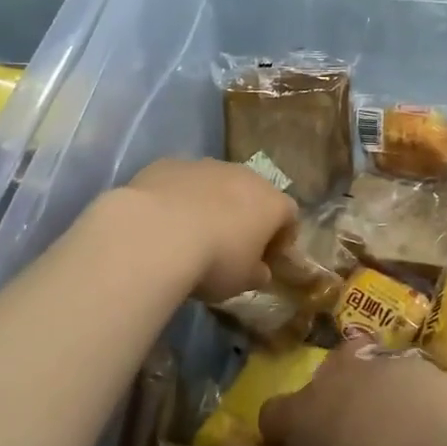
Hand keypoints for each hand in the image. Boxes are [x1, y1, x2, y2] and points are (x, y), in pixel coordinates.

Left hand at [123, 158, 296, 302]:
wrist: (156, 233)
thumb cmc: (213, 261)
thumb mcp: (242, 282)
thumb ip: (257, 273)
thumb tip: (260, 270)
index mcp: (272, 203)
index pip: (290, 216)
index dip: (281, 238)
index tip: (267, 259)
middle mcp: (245, 176)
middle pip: (254, 193)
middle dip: (246, 215)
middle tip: (230, 245)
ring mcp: (207, 165)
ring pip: (217, 183)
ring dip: (212, 203)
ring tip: (192, 232)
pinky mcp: (170, 163)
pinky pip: (182, 181)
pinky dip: (178, 197)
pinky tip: (163, 221)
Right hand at [259, 344, 440, 445]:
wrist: (415, 435)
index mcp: (298, 416)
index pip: (271, 415)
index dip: (278, 432)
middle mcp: (329, 379)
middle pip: (320, 381)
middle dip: (331, 405)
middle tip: (348, 440)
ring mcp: (369, 363)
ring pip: (363, 371)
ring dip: (373, 395)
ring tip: (393, 432)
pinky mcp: (408, 359)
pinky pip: (402, 373)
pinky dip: (408, 392)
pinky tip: (423, 421)